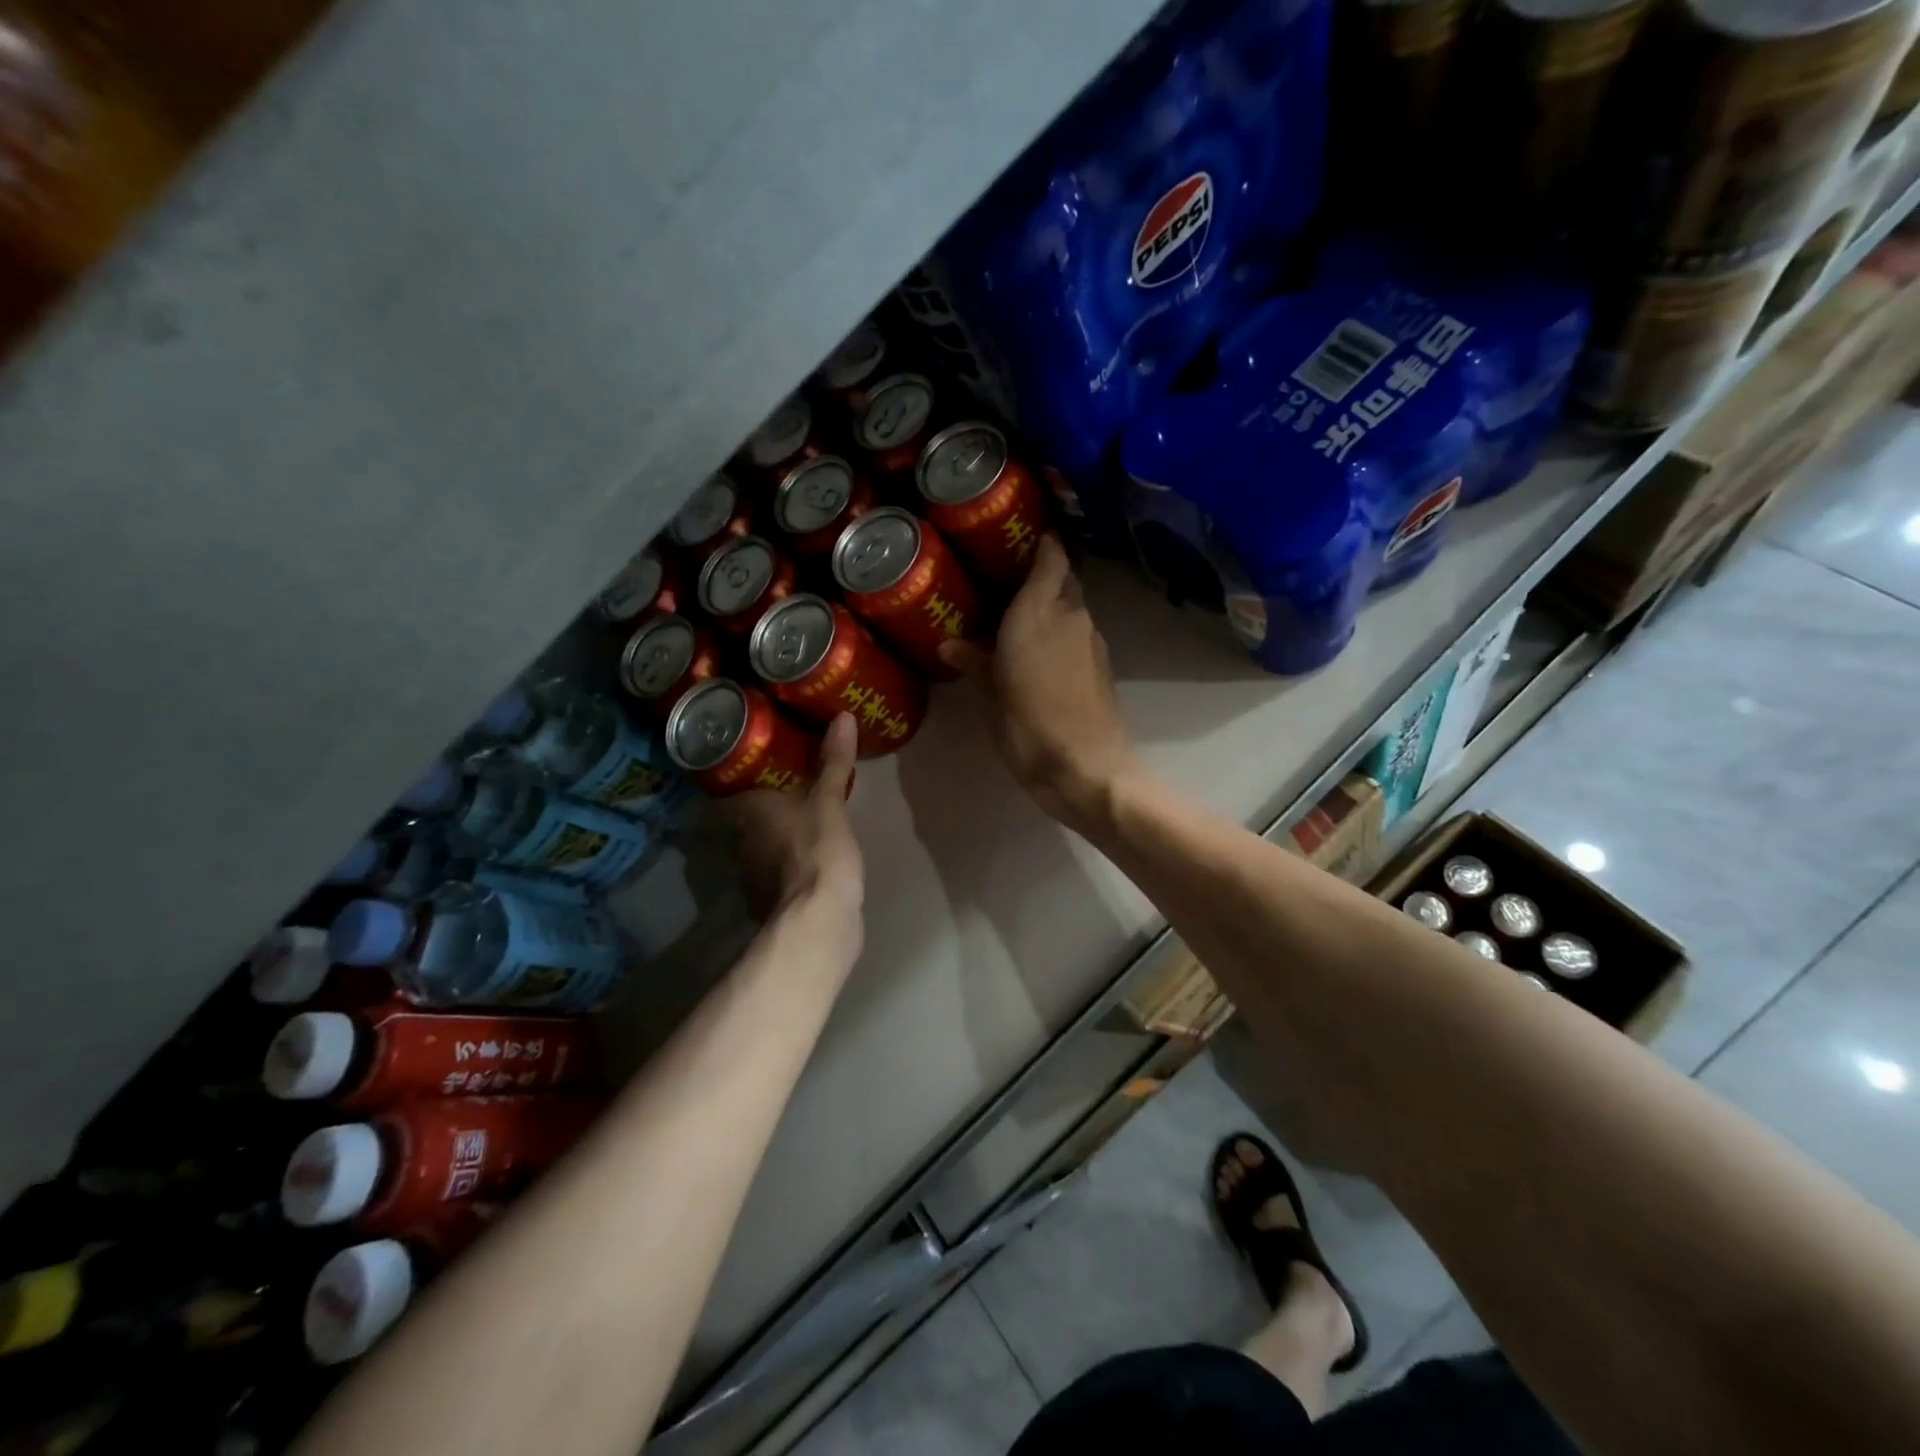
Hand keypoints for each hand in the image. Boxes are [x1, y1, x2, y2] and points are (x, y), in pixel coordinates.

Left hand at [725, 714, 863, 933]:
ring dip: (776, 835)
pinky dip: (787, 863)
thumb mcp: (829, 801)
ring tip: (803, 816)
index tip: (767, 763)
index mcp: (747, 810)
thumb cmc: (817, 851)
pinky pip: (775, 871)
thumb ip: (833, 762)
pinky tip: (808, 856)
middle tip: (792, 783)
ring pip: (760, 845)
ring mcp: (753, 875)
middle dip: (766, 803)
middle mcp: (741, 841)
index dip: (746, 775)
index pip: (732, 786)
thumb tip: (842, 716)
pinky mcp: (771, 900)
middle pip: (747, 816)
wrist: (818, 921)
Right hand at [940, 536, 1139, 830]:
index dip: (1042, 543)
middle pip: (1065, 580)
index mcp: (1038, 612)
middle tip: (1011, 584)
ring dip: (1054, 608)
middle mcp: (1071, 616)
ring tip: (1022, 621)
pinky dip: (1064, 635)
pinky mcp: (1104, 666)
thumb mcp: (991, 696)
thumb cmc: (1029, 726)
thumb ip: (975, 662)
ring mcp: (1093, 641)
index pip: (1051, 558)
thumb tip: (950, 643)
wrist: (1087, 767)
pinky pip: (1080, 635)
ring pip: (1074, 608)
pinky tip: (1043, 655)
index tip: (1024, 538)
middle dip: (1044, 576)